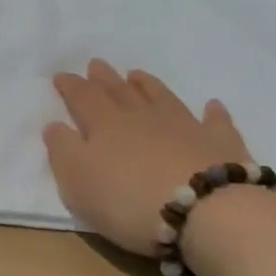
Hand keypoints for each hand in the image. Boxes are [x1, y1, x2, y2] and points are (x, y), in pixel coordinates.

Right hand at [44, 59, 252, 256]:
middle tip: (97, 63)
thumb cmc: (129, 201)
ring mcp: (185, 127)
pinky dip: (212, 112)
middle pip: (121, 92)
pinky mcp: (219, 145)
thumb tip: (55, 125)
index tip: (62, 75)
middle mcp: (144, 118)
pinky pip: (215, 122)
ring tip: (138, 74)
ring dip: (148, 85)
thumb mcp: (78, 182)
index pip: (84, 99)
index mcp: (106, 126)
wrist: (205, 211)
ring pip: (162, 98)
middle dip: (105, 79)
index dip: (71, 86)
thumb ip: (63, 151)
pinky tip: (212, 105)